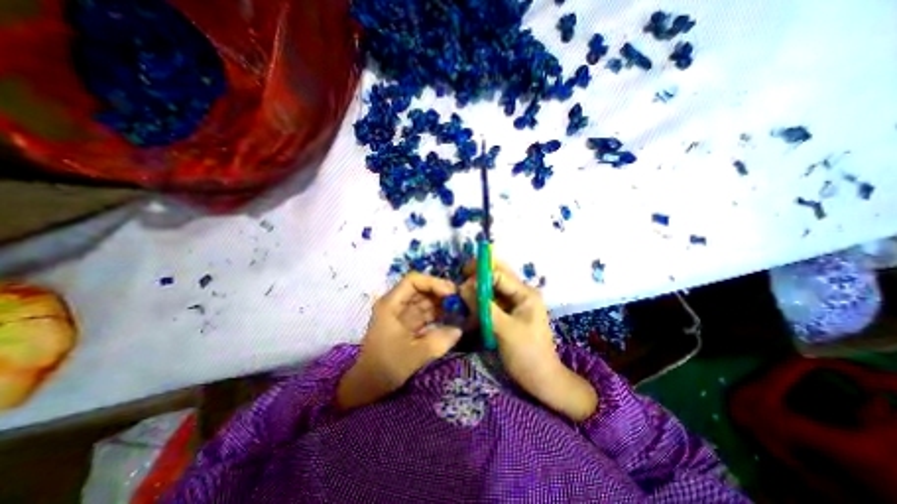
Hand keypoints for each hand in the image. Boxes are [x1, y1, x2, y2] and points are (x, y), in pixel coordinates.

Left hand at [337, 274, 462, 411]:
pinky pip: (427, 314)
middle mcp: (397, 305)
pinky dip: (439, 315)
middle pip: (422, 289)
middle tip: (461, 301)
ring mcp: (403, 314)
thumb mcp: (413, 355)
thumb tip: (458, 330)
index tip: (450, 294)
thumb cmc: (385, 366)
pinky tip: (453, 318)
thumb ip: (438, 341)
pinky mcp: (409, 324)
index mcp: (391, 304)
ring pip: (426, 301)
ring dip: (442, 303)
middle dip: (441, 293)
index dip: (433, 283)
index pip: (413, 281)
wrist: (368, 385)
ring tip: (461, 309)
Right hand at [458, 260, 598, 421]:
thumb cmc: (527, 354)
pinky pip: (491, 301)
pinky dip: (480, 302)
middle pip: (497, 276)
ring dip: (477, 289)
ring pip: (492, 288)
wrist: (541, 380)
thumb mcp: (504, 329)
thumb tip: (463, 286)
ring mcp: (514, 304)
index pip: (499, 274)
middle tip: (460, 282)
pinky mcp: (508, 314)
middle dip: (478, 276)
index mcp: (525, 293)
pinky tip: (470, 306)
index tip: (462, 284)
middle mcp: (520, 293)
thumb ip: (484, 307)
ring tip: (462, 295)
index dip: (480, 275)